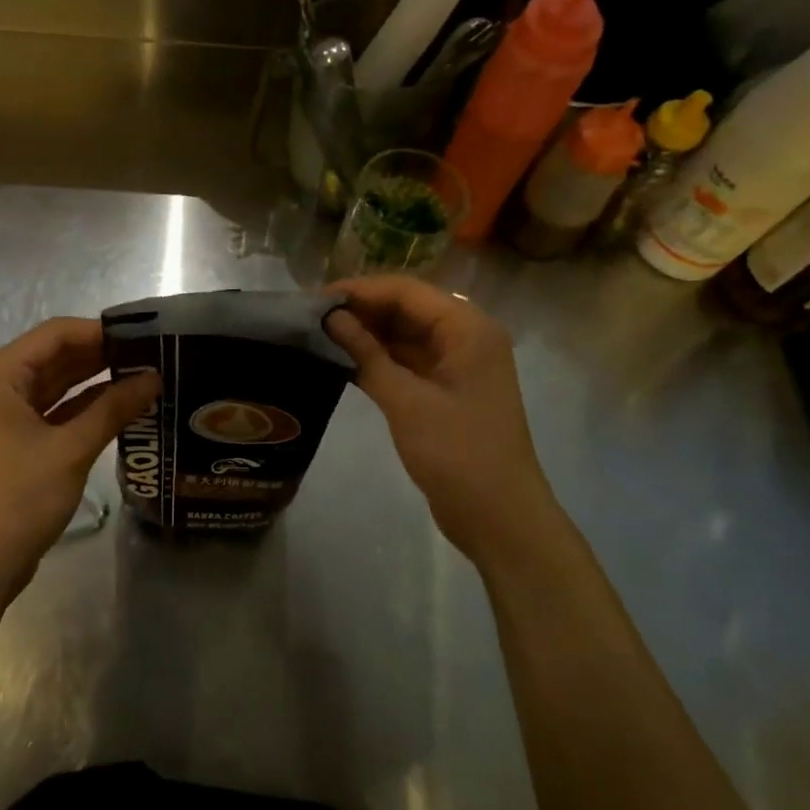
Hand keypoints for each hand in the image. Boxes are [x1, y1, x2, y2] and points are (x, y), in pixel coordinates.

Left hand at [0, 317, 158, 613]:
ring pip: (56, 384)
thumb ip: (113, 408)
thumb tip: (154, 377)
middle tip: (152, 356)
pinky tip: (122, 406)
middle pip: (55, 356)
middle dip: (101, 356)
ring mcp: (4, 414)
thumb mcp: (71, 450)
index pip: (55, 334)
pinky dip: (84, 408)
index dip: (100, 331)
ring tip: (145, 377)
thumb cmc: (18, 499)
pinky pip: (54, 410)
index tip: (144, 336)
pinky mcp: (15, 439)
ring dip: (96, 381)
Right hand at [325, 276, 556, 566]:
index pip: (407, 292)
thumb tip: (330, 318)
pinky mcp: (445, 391)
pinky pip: (406, 361)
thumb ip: (367, 355)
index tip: (315, 298)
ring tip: (317, 334)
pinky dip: (376, 359)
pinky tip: (340, 360)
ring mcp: (456, 366)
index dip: (360, 290)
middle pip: (407, 309)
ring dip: (366, 334)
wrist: (499, 518)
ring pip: (404, 335)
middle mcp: (465, 338)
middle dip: (361, 310)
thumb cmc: (458, 454)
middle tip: (310, 317)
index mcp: (468, 329)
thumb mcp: (407, 402)